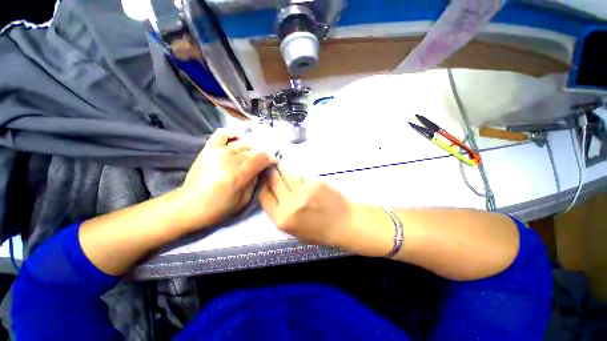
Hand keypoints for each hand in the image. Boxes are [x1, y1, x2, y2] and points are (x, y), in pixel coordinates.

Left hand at [177, 129, 275, 229]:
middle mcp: (228, 160)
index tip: (273, 162)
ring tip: (252, 155)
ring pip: (242, 143)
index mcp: (238, 175)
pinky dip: (232, 134)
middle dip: (263, 155)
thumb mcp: (244, 200)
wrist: (189, 206)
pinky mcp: (208, 149)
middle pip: (253, 150)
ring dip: (252, 148)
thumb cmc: (219, 208)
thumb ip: (255, 181)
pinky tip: (238, 139)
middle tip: (264, 162)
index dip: (271, 158)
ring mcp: (217, 152)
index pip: (261, 158)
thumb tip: (262, 169)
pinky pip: (222, 134)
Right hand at [258, 167, 355, 246]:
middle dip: (270, 173)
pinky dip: (301, 178)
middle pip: (274, 181)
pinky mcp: (315, 182)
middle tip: (269, 167)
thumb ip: (281, 213)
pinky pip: (302, 176)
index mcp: (282, 219)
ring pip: (287, 174)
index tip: (263, 180)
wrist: (344, 223)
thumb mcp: (294, 230)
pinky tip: (305, 182)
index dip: (262, 186)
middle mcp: (290, 203)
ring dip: (283, 171)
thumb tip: (273, 193)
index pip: (264, 196)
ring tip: (282, 168)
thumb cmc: (319, 231)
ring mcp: (304, 191)